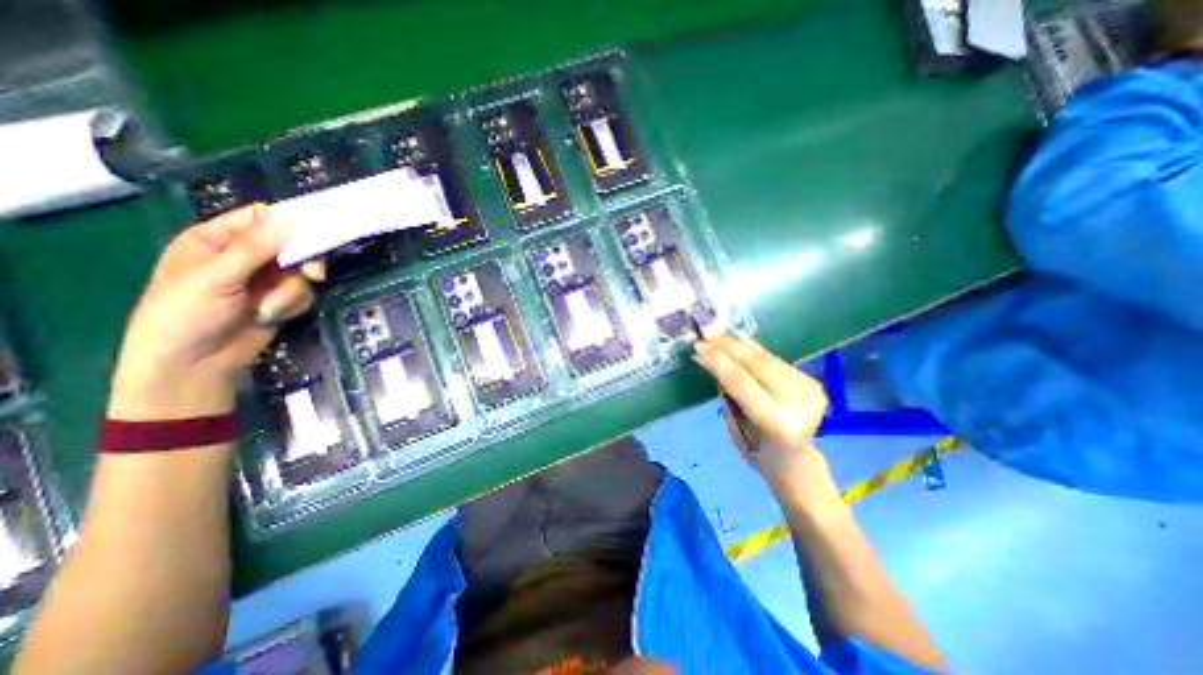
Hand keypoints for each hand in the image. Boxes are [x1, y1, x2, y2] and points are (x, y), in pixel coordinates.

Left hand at [108, 203, 312, 422]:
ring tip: (268, 309)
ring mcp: (265, 279)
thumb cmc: (186, 314)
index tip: (317, 231)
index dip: (289, 222)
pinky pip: (303, 293)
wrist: (194, 363)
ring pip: (301, 273)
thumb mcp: (216, 276)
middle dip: (302, 262)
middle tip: (313, 275)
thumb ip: (255, 248)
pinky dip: (292, 305)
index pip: (261, 218)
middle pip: (291, 245)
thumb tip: (291, 219)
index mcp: (217, 239)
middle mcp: (244, 255)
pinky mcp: (280, 299)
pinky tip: (270, 316)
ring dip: (291, 292)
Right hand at [697, 335, 837, 501]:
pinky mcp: (812, 381)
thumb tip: (715, 359)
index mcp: (778, 423)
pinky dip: (753, 349)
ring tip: (716, 335)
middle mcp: (799, 404)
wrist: (794, 460)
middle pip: (756, 365)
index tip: (697, 348)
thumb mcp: (734, 425)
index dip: (717, 361)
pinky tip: (737, 339)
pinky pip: (775, 360)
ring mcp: (810, 390)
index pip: (742, 382)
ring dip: (738, 344)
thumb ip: (729, 392)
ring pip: (766, 358)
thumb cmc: (756, 449)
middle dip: (726, 348)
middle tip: (704, 337)